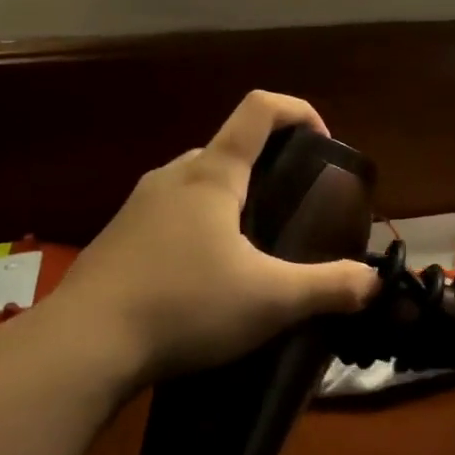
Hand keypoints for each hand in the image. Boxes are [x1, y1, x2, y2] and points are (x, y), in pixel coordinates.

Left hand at [30, 92, 378, 385]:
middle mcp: (172, 177)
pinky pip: (170, 215)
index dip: (299, 111)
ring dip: (230, 203)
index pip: (259, 110)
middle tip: (291, 213)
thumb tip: (372, 282)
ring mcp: (138, 206)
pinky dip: (198, 229)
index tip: (324, 144)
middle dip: (267, 170)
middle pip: (229, 149)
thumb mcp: (270, 300)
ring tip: (251, 252)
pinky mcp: (118, 238)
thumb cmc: (185, 306)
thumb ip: (329, 287)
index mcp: (211, 175)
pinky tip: (203, 280)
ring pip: (196, 185)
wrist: (83, 345)